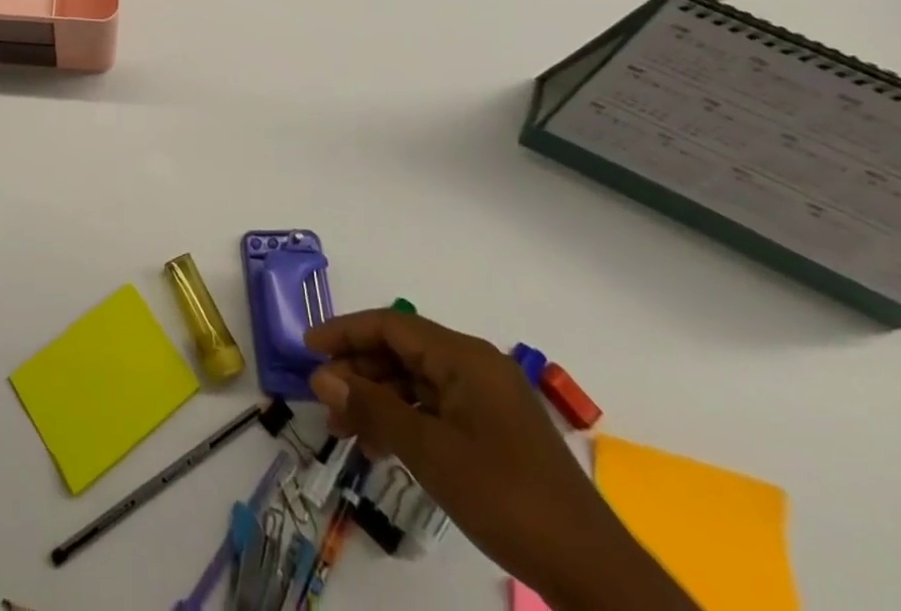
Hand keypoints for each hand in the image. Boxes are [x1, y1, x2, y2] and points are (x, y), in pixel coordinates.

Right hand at [306, 310, 694, 610]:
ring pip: (416, 382)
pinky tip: (384, 449)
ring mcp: (488, 399)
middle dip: (359, 373)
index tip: (307, 351)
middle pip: (402, 351)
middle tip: (325, 404)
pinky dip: (405, 420)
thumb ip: (372, 408)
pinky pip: (436, 408)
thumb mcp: (428, 452)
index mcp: (464, 356)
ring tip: (347, 434)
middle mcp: (476, 365)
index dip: (344, 333)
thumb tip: (321, 376)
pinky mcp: (495, 431)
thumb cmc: (505, 498)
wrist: (593, 573)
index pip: (390, 325)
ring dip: (378, 400)